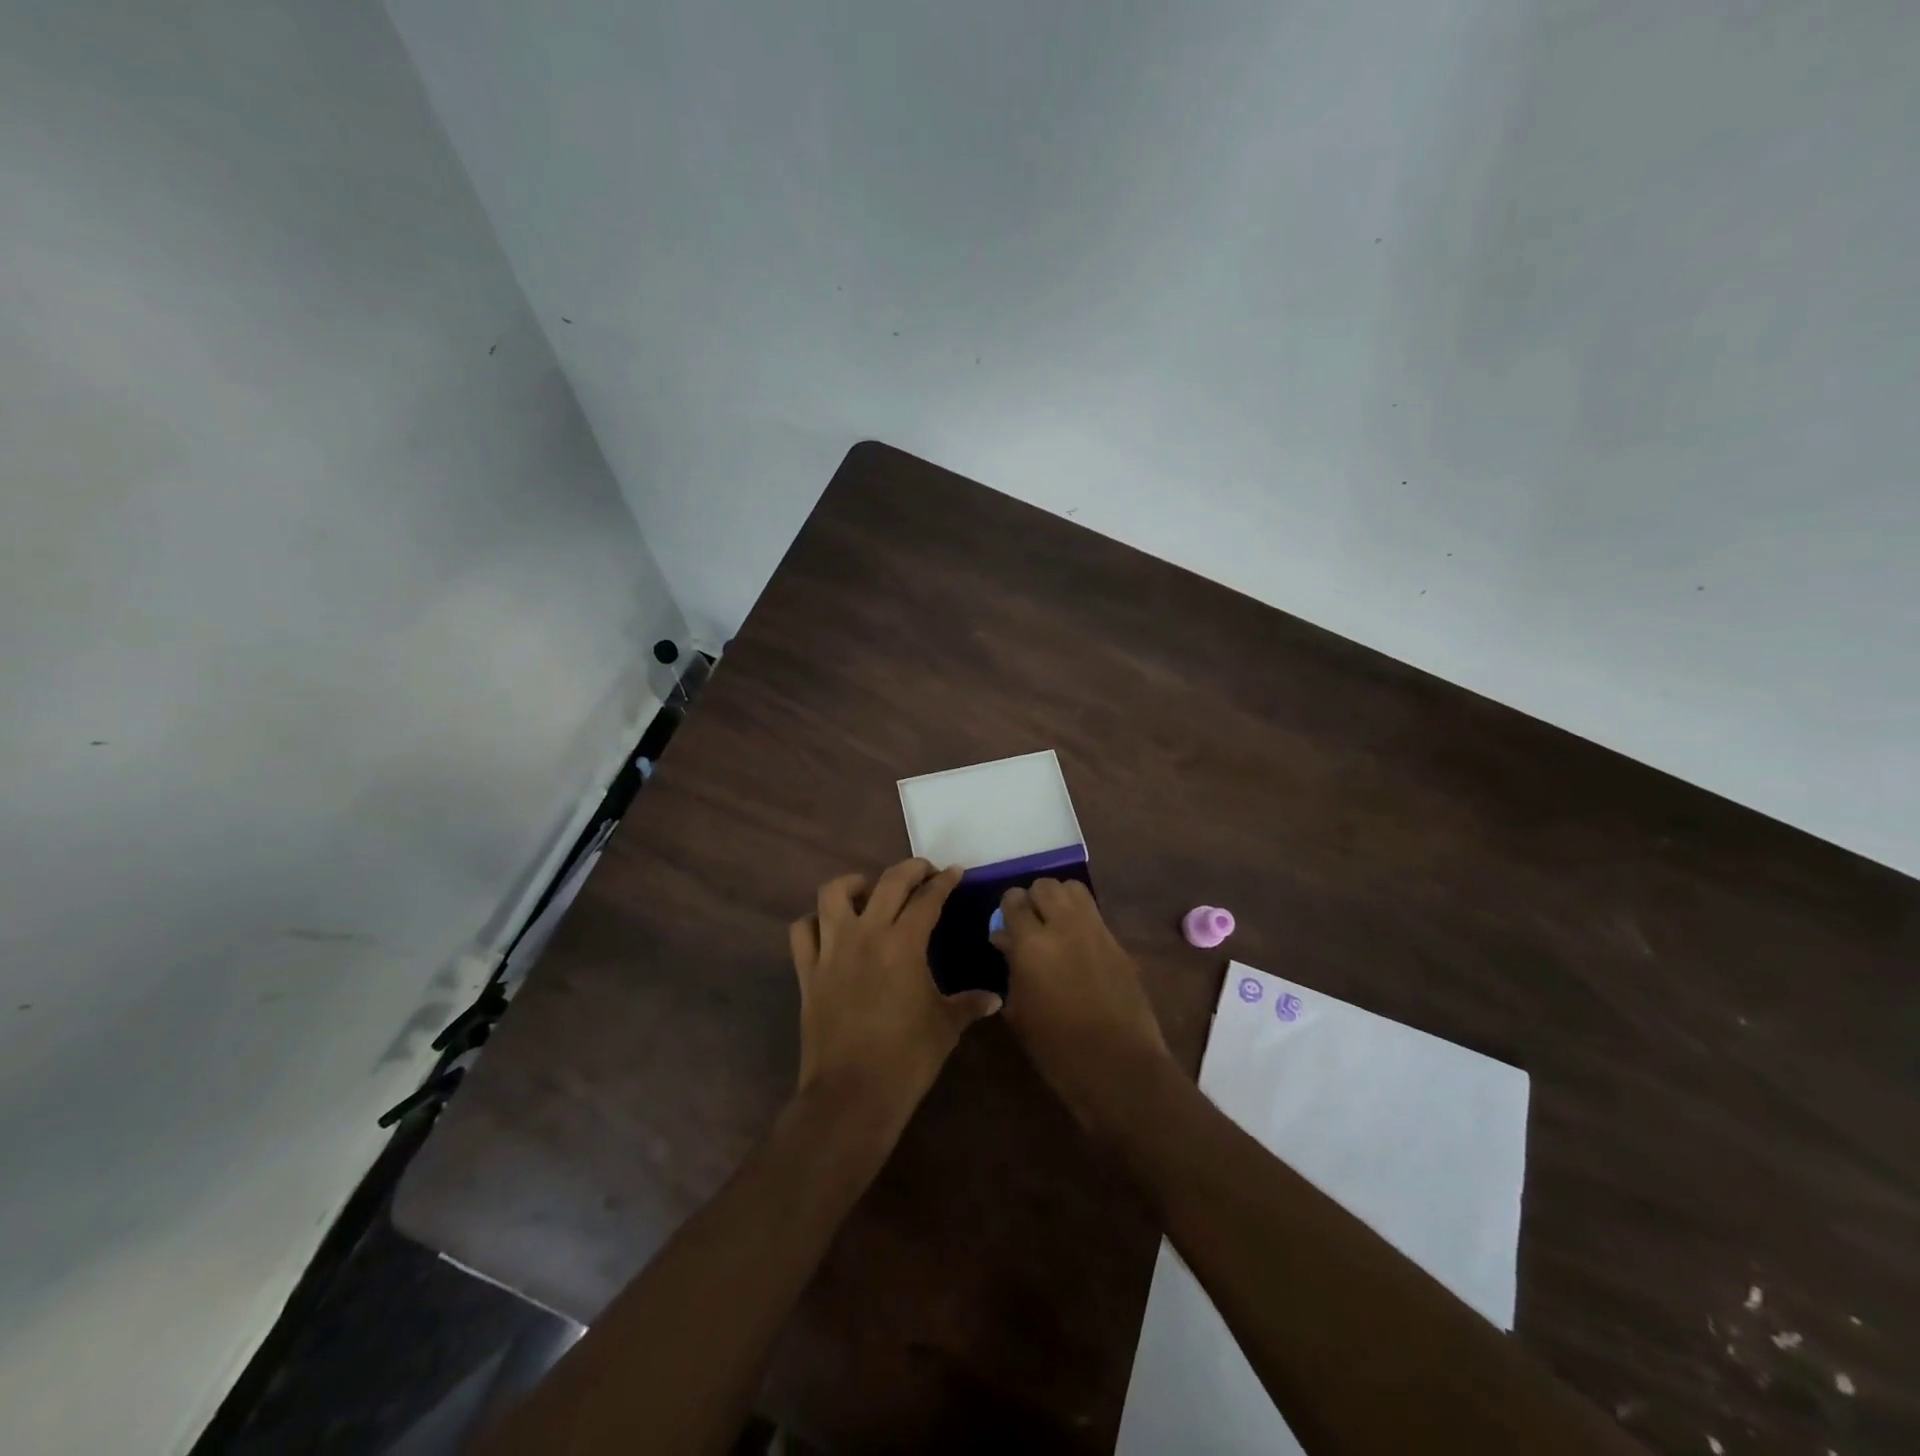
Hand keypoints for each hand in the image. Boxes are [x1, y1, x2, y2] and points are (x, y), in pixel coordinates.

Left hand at [789, 859, 1001, 1125]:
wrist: (852, 1094)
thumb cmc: (907, 1058)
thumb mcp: (946, 1027)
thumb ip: (969, 1004)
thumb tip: (995, 999)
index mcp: (904, 943)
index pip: (927, 899)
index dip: (944, 882)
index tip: (954, 872)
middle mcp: (865, 935)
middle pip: (887, 882)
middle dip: (910, 869)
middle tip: (924, 871)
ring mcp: (831, 950)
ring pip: (833, 894)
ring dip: (854, 884)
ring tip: (869, 890)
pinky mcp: (807, 971)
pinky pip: (802, 931)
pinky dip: (814, 921)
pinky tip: (830, 928)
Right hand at [991, 878, 1175, 1132]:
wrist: (1118, 1066)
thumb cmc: (1056, 1048)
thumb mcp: (1019, 1010)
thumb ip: (1010, 966)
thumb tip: (1005, 939)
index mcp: (1032, 943)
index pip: (1014, 900)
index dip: (1007, 907)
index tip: (1005, 923)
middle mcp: (1064, 926)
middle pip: (1046, 885)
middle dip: (1033, 898)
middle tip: (1030, 922)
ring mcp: (1096, 931)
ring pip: (1074, 889)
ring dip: (1060, 899)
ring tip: (1054, 923)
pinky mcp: (1118, 943)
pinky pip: (1094, 914)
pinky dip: (1081, 917)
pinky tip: (1077, 944)